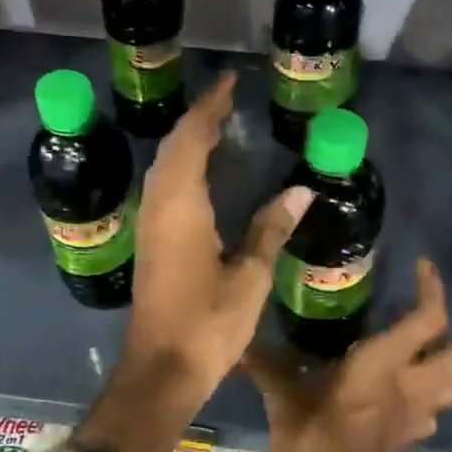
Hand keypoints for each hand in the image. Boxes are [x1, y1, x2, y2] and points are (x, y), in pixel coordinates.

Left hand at [75, 71, 311, 451]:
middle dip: (199, 119)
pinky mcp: (150, 244)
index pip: (193, 140)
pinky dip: (181, 168)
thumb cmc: (208, 324)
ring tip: (218, 127)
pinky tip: (201, 175)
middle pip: (174, 148)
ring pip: (164, 168)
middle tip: (229, 101)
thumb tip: (301, 189)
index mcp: (182, 207)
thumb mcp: (249, 277)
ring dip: (187, 142)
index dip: (210, 108)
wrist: (161, 369)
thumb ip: (271, 229)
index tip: (230, 82)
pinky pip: (163, 188)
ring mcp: (150, 226)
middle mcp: (159, 208)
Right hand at [243, 259, 451, 451]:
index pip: (429, 318)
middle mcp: (411, 384)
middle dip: (448, 339)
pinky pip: (432, 412)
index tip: (422, 268)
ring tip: (413, 361)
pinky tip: (399, 398)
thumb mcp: (285, 395)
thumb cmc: (312, 436)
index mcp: (384, 362)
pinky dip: (424, 401)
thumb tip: (243, 344)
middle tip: (417, 331)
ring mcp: (416, 414)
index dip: (432, 289)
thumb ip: (269, 365)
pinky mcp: (410, 437)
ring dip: (442, 371)